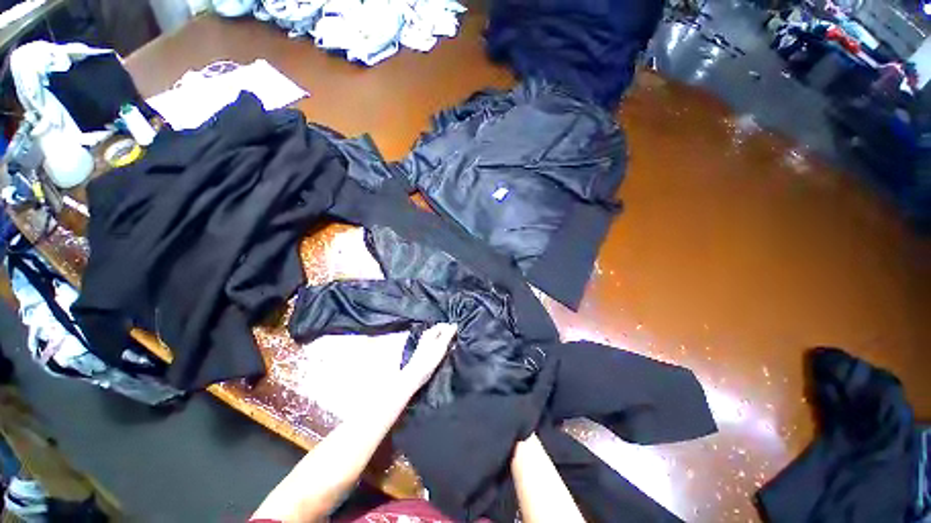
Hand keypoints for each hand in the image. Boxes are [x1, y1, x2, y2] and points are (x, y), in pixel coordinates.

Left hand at [401, 323, 456, 389]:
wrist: (417, 374)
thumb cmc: (429, 359)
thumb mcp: (442, 344)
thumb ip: (448, 334)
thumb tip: (455, 325)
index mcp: (430, 331)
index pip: (443, 325)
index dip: (451, 328)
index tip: (458, 334)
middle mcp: (427, 335)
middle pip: (441, 331)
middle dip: (449, 335)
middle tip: (456, 341)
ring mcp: (427, 343)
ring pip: (440, 338)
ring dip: (447, 341)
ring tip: (452, 347)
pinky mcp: (427, 351)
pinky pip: (438, 345)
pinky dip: (443, 347)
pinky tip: (446, 352)